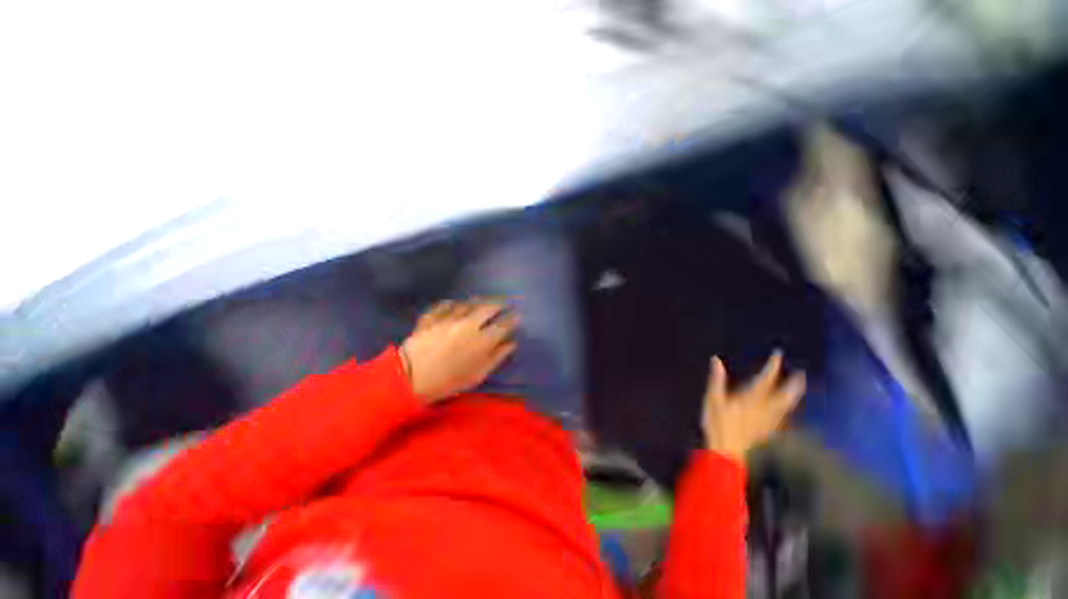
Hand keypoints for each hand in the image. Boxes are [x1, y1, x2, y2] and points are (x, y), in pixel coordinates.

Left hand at [400, 300, 518, 403]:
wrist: (409, 378)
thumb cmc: (448, 381)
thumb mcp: (478, 374)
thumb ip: (497, 357)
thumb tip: (511, 343)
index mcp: (482, 340)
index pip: (503, 324)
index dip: (512, 318)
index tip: (517, 315)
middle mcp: (469, 324)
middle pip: (488, 307)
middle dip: (499, 302)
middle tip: (503, 302)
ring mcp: (449, 318)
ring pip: (468, 302)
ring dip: (478, 301)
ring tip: (482, 301)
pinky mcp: (432, 316)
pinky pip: (445, 304)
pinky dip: (453, 303)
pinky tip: (455, 303)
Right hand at [702, 352, 805, 461]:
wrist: (727, 453)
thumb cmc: (718, 425)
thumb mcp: (713, 400)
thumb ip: (717, 380)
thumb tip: (716, 360)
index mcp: (750, 399)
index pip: (765, 379)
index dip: (772, 366)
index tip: (778, 354)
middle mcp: (763, 409)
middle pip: (783, 396)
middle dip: (792, 385)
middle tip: (801, 375)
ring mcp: (766, 422)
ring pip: (785, 407)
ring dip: (792, 396)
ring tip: (797, 389)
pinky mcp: (765, 432)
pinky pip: (780, 418)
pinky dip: (785, 411)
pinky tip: (784, 412)